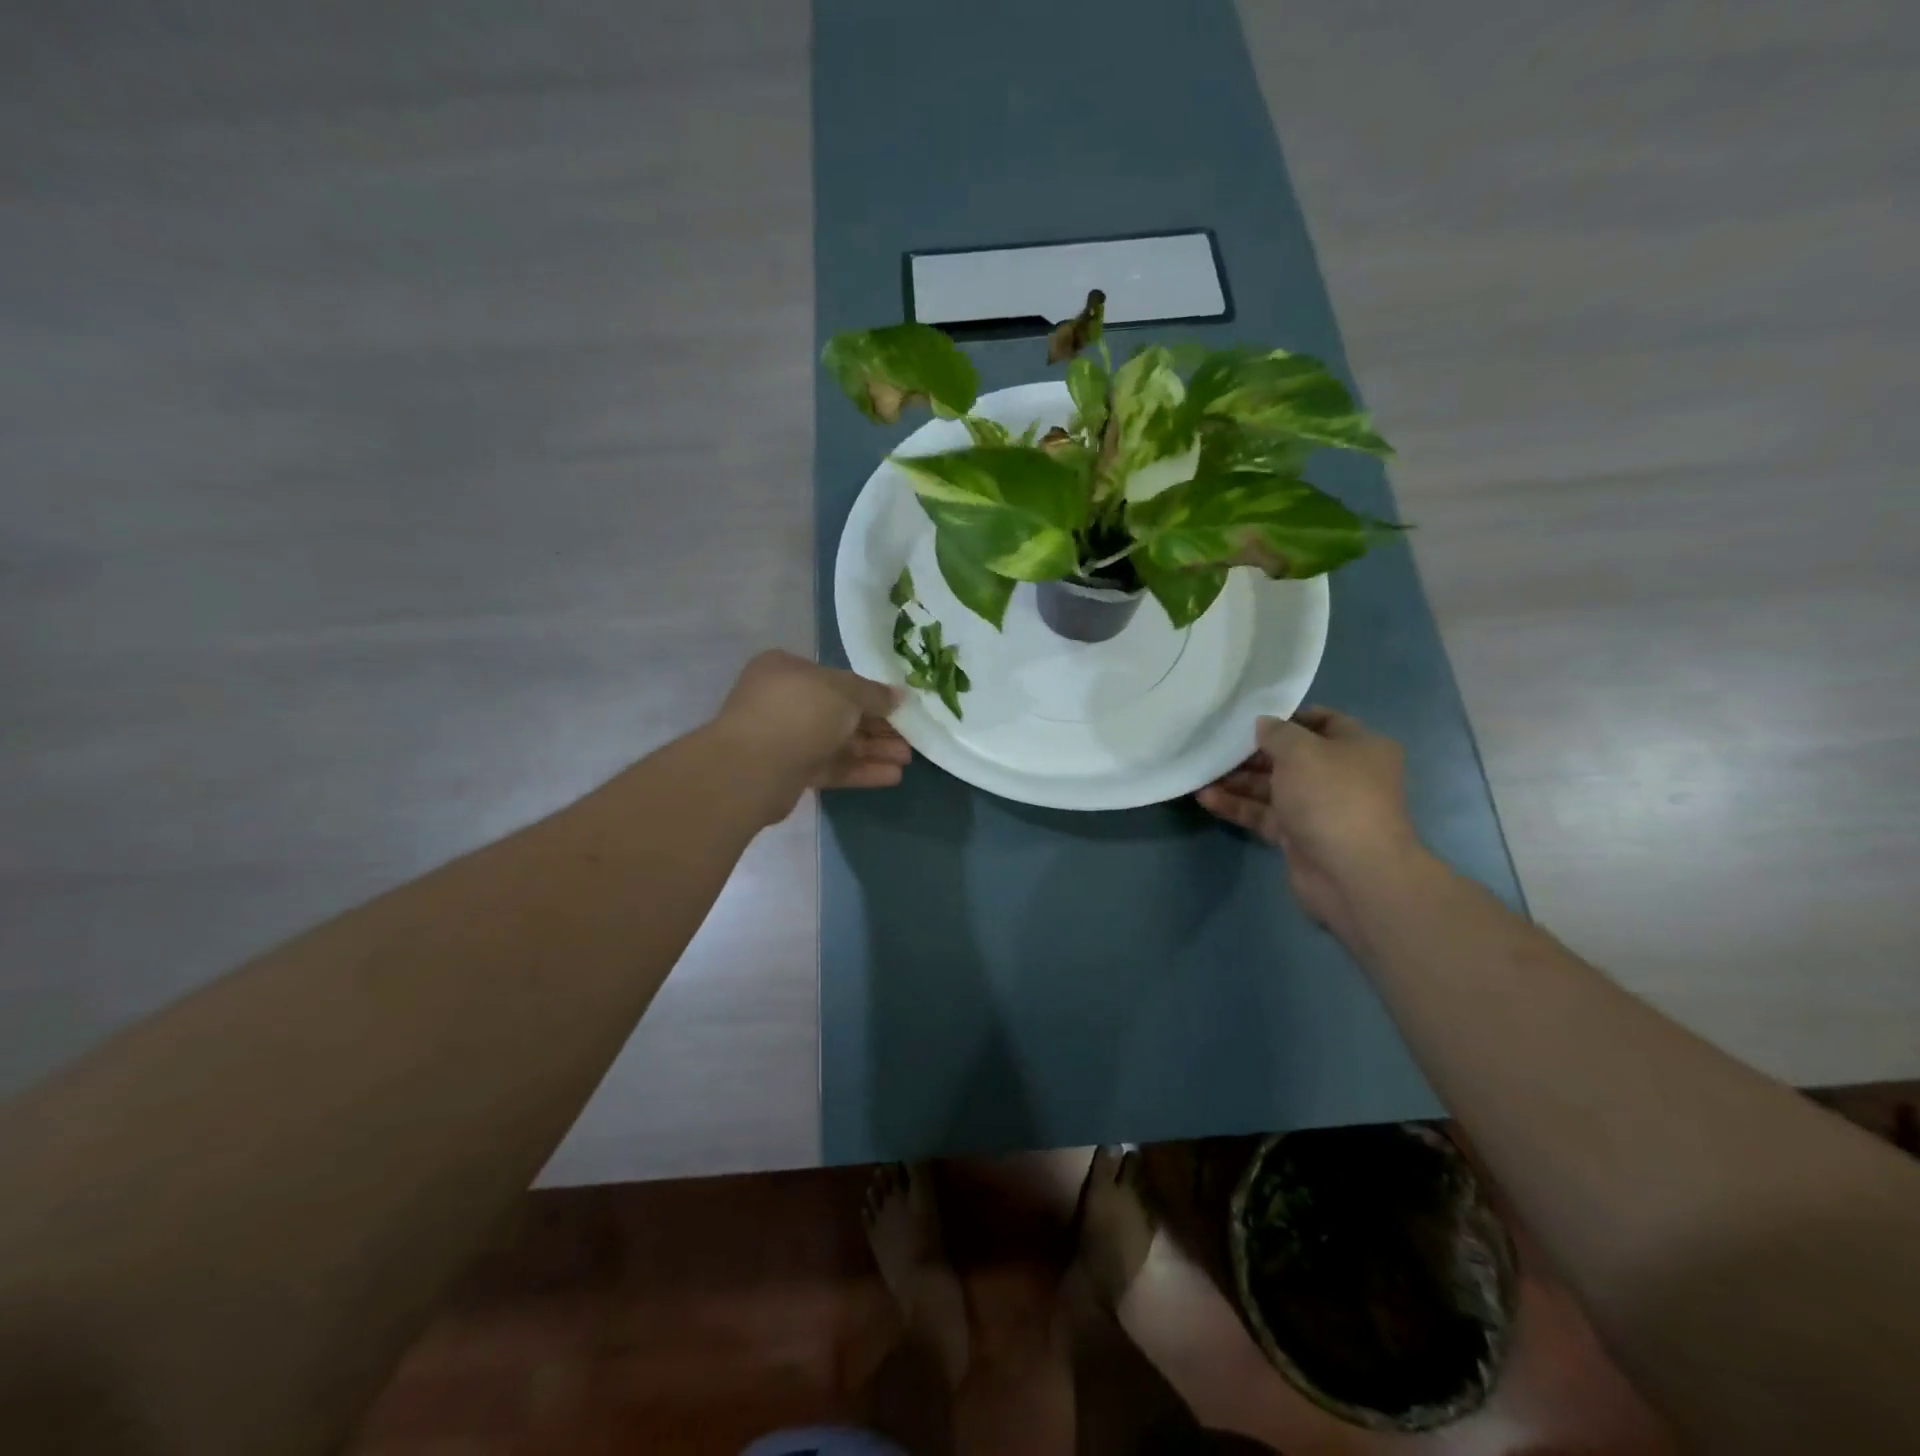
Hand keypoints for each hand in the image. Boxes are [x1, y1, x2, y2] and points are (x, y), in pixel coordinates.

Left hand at [711, 650, 911, 821]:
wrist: (755, 767)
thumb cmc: (801, 711)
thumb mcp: (846, 692)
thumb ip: (874, 694)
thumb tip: (897, 696)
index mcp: (788, 670)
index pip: (836, 679)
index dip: (870, 693)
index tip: (899, 706)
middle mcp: (784, 701)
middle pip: (840, 713)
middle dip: (877, 727)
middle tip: (910, 738)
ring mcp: (785, 738)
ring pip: (838, 743)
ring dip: (873, 751)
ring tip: (907, 760)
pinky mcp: (790, 773)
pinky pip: (831, 767)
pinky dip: (860, 771)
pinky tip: (891, 777)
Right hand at [1196, 707, 1419, 935]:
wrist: (1352, 873)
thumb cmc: (1333, 796)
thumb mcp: (1301, 751)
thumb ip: (1277, 733)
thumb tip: (1263, 724)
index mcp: (1359, 748)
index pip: (1323, 721)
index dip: (1288, 717)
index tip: (1252, 717)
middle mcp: (1342, 775)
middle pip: (1292, 757)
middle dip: (1254, 752)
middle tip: (1217, 746)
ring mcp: (1319, 808)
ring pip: (1274, 787)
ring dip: (1239, 780)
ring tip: (1202, 772)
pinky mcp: (1299, 836)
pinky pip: (1264, 814)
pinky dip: (1238, 806)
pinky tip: (1206, 798)